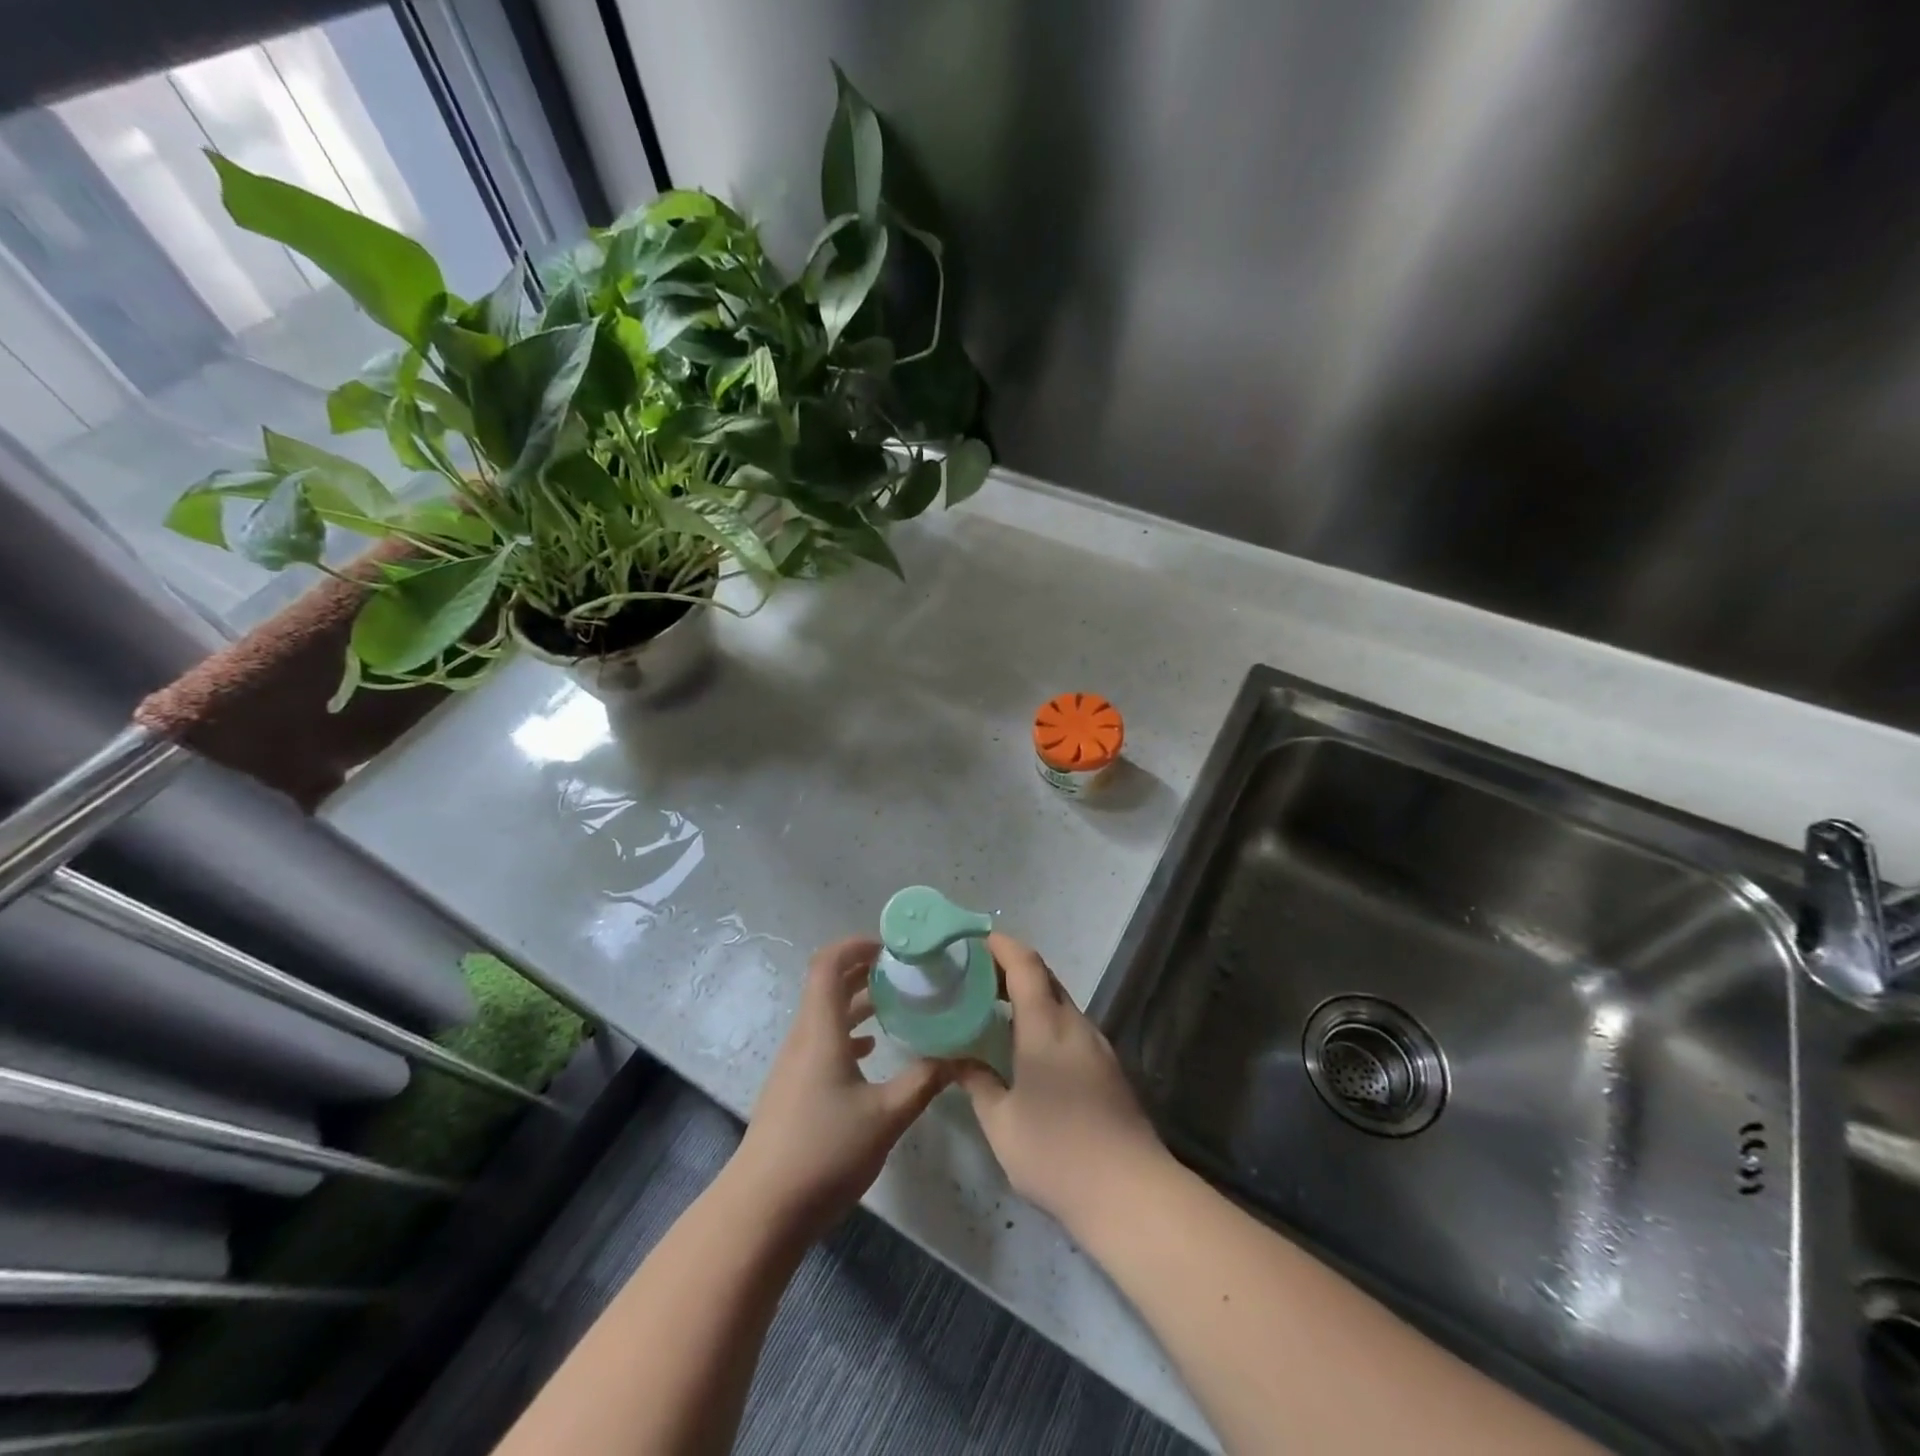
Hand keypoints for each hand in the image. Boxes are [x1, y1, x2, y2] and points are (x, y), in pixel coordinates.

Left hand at [730, 936, 948, 1241]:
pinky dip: (847, 1032)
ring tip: (895, 1003)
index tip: (891, 948)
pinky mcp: (792, 1088)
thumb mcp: (886, 1116)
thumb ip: (924, 1081)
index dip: (856, 945)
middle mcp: (803, 1037)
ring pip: (825, 1014)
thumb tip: (960, 1056)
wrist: (762, 1210)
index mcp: (821, 1030)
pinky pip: (821, 1041)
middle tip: (903, 971)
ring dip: (856, 1002)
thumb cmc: (825, 1152)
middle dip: (863, 970)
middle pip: (827, 985)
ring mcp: (793, 1064)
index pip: (828, 964)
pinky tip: (870, 1049)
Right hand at [954, 933, 1167, 1236]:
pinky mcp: (1109, 1068)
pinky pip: (1071, 1026)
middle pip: (1045, 977)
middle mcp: (1075, 1025)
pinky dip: (1046, 1019)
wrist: (1130, 1193)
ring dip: (1030, 995)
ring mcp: (1098, 1046)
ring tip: (995, 1009)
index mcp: (1046, 1026)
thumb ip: (977, 1083)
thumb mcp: (1001, 1123)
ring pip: (1060, 1002)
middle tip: (975, 975)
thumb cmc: (1056, 1153)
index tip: (976, 939)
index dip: (1002, 945)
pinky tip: (1028, 1046)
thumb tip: (956, 1060)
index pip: (1025, 965)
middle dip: (1012, 967)